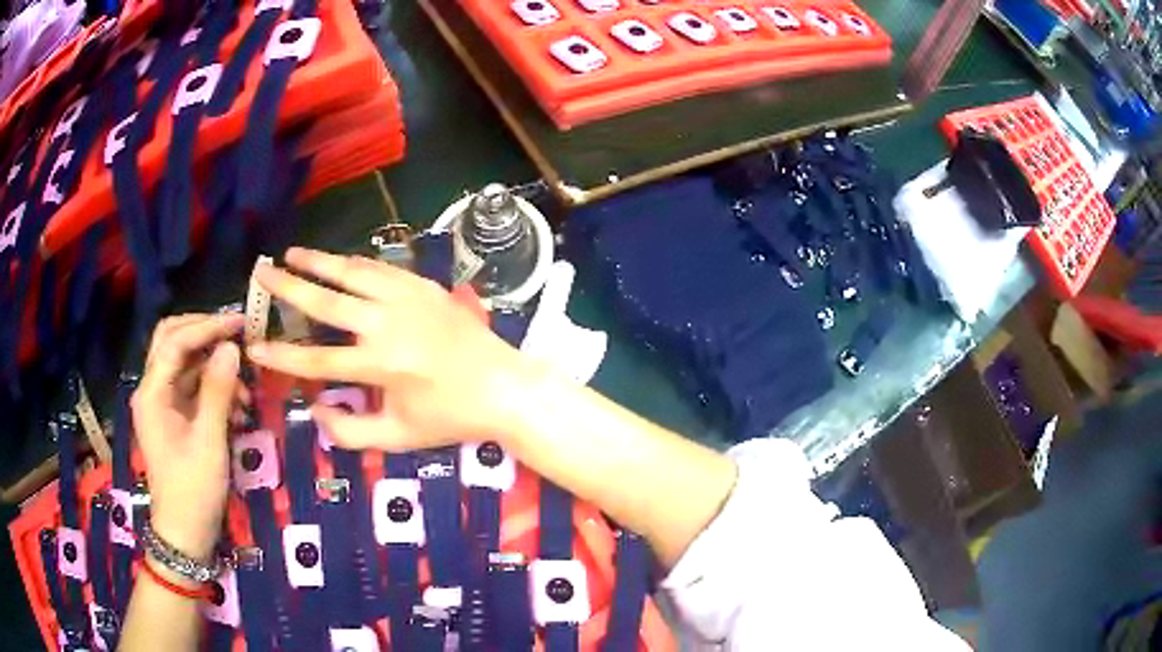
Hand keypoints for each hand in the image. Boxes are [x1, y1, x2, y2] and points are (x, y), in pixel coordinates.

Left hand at [131, 314, 244, 560]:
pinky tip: (236, 407)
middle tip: (237, 333)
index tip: (241, 321)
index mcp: (152, 394)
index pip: (175, 342)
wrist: (185, 534)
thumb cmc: (194, 491)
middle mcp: (152, 390)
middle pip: (172, 341)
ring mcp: (161, 404)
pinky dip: (212, 388)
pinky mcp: (172, 418)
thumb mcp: (209, 442)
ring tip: (244, 388)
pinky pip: (191, 388)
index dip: (207, 327)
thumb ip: (217, 391)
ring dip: (213, 366)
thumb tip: (232, 347)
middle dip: (204, 333)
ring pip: (184, 364)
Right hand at [246, 248, 538, 450]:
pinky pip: (382, 268)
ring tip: (292, 253)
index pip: (317, 359)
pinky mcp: (425, 287)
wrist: (505, 387)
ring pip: (354, 272)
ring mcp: (409, 299)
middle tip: (262, 273)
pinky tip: (339, 260)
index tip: (254, 346)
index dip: (282, 355)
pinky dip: (355, 262)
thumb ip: (351, 430)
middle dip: (289, 287)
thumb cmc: (451, 417)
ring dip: (320, 261)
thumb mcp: (400, 437)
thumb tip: (314, 409)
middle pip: (327, 302)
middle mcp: (389, 324)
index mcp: (381, 365)